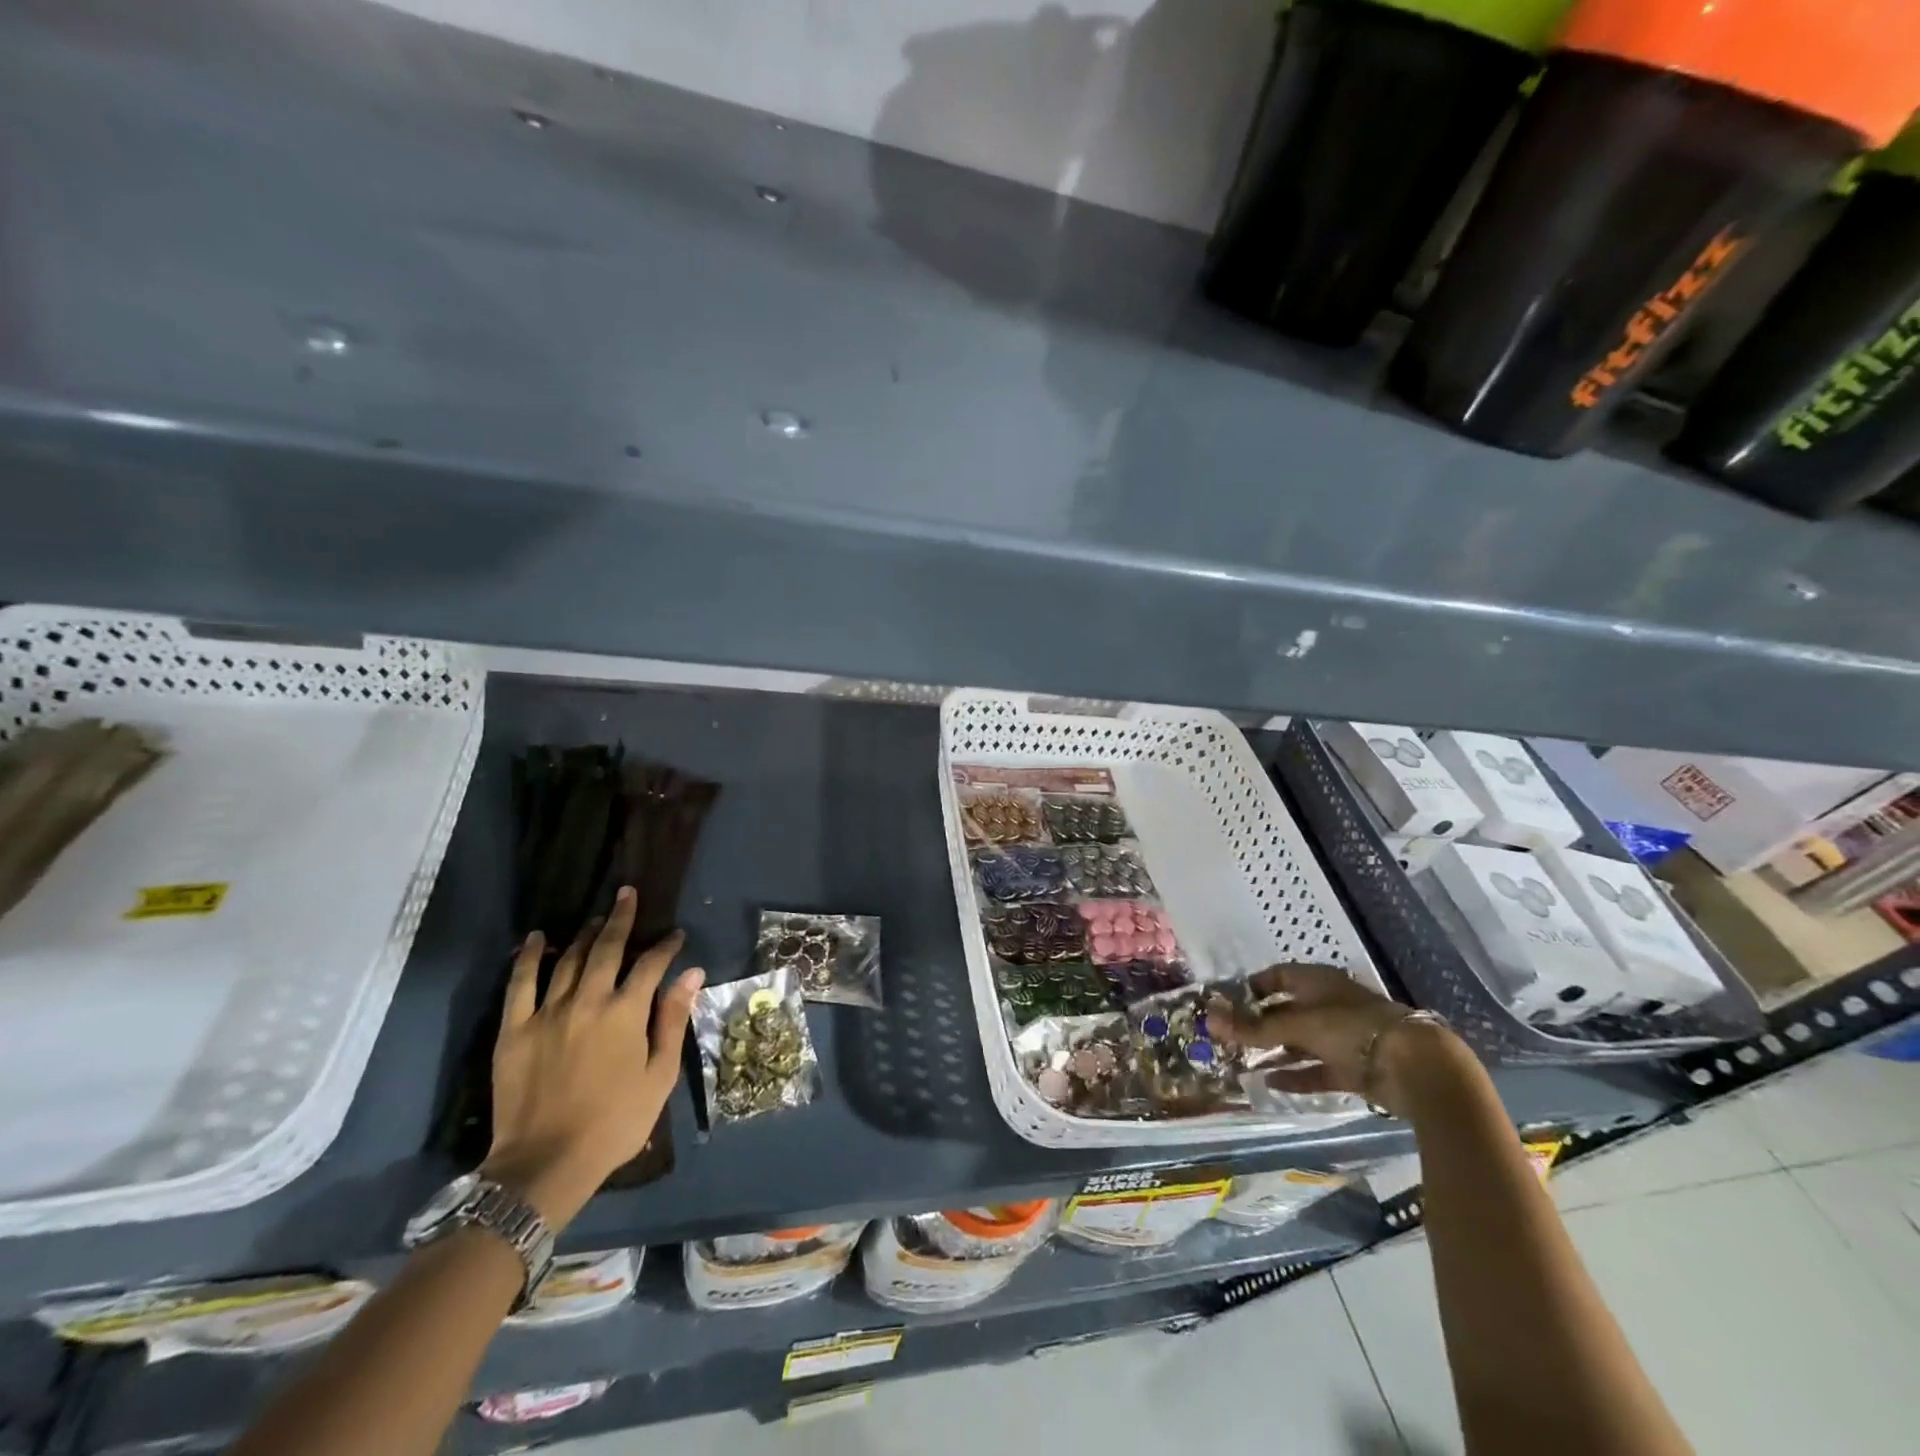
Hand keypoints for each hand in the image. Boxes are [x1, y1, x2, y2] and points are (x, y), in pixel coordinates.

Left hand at [482, 888, 703, 1226]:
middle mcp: (587, 1001)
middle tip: (629, 894)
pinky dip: (530, 957)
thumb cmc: (615, 1122)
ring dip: (585, 934)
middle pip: (607, 948)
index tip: (675, 936)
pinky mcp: (514, 1029)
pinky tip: (539, 937)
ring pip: (568, 960)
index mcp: (625, 1013)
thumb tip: (692, 973)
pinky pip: (520, 983)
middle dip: (622, 918)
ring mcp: (547, 1013)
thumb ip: (673, 1019)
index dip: (666, 946)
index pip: (651, 964)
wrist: (544, 1165)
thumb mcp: (659, 1075)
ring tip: (597, 917)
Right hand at [1209, 963, 1457, 1114]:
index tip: (1226, 1003)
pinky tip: (1270, 1084)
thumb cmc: (1350, 1028)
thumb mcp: (1296, 1024)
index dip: (1252, 988)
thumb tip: (1208, 1020)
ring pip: (1300, 1043)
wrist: (1414, 1066)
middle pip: (1286, 1012)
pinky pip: (1316, 1070)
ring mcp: (1342, 1037)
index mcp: (1316, 982)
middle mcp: (1328, 1005)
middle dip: (1259, 1025)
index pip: (1277, 977)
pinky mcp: (1353, 1068)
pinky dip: (1296, 1076)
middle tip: (1229, 1038)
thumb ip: (1254, 1027)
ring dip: (1275, 1053)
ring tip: (1242, 1063)